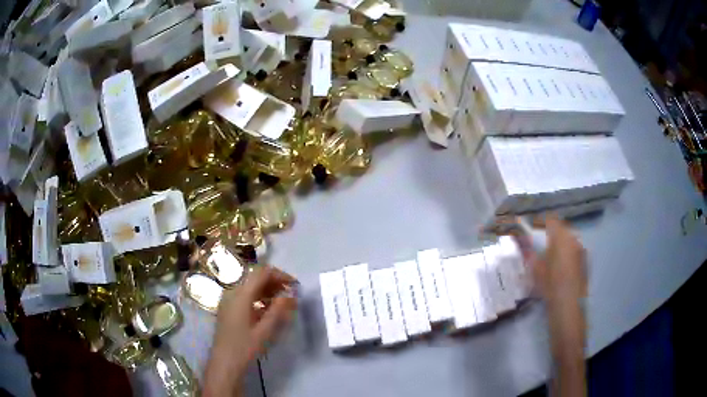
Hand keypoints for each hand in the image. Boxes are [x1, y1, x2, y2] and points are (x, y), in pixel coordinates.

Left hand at [204, 266, 297, 396]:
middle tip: (291, 294)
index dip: (279, 275)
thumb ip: (278, 310)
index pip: (261, 273)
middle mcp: (232, 292)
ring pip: (250, 287)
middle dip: (275, 282)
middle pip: (255, 278)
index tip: (295, 285)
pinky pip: (245, 296)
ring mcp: (228, 300)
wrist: (225, 362)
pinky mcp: (228, 308)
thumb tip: (291, 294)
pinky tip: (269, 310)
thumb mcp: (265, 330)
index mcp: (240, 294)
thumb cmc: (245, 347)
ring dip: (267, 290)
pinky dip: (259, 298)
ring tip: (283, 302)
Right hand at [516, 214, 586, 396]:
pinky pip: (573, 248)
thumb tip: (518, 238)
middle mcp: (574, 239)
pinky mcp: (584, 260)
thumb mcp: (536, 270)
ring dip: (557, 241)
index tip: (529, 226)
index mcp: (561, 238)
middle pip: (560, 227)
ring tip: (547, 253)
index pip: (550, 219)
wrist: (568, 309)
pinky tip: (558, 264)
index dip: (539, 221)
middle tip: (537, 240)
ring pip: (568, 238)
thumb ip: (528, 251)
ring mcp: (581, 250)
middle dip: (548, 230)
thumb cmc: (551, 288)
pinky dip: (565, 250)